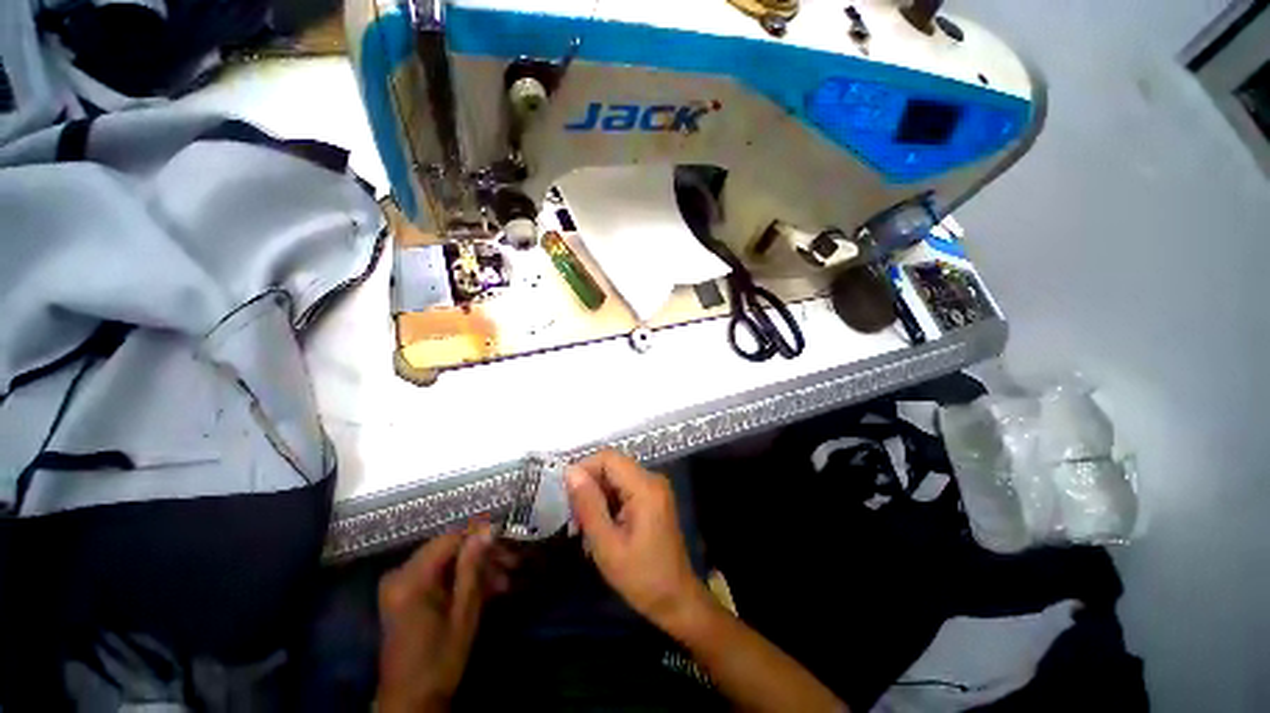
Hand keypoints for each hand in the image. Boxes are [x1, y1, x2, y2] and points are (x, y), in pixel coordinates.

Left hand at [376, 523, 517, 712]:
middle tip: (511, 562)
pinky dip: (461, 579)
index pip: (450, 539)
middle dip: (481, 554)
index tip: (507, 537)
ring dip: (475, 568)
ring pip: (446, 561)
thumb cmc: (440, 659)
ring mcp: (400, 584)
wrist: (411, 700)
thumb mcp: (463, 612)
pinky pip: (437, 574)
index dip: (480, 534)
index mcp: (410, 578)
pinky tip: (487, 588)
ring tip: (504, 580)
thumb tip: (488, 529)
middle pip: (448, 549)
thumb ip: (472, 567)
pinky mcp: (404, 593)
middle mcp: (400, 574)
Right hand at [566, 450, 709, 632]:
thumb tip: (570, 472)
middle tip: (574, 519)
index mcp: (645, 487)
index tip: (566, 496)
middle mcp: (652, 479)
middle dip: (589, 487)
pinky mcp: (653, 499)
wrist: (676, 600)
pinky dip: (608, 503)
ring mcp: (654, 488)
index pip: (608, 457)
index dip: (583, 469)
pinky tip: (600, 529)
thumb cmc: (641, 577)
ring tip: (584, 529)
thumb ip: (588, 505)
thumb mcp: (607, 544)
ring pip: (616, 478)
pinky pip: (624, 489)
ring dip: (596, 498)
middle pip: (612, 466)